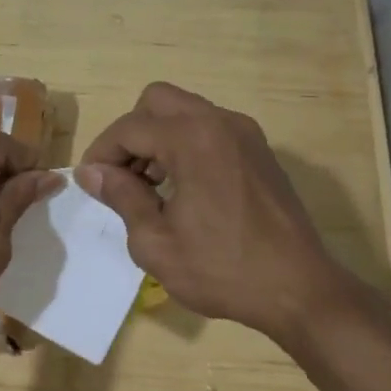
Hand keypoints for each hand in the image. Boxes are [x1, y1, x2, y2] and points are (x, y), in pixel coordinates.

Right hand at [77, 82, 380, 346]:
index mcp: (192, 139)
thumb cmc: (222, 270)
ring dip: (158, 137)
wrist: (299, 289)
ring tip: (150, 186)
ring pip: (185, 111)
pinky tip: (183, 188)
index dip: (101, 153)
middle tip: (123, 177)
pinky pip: (210, 129)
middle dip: (131, 133)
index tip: (91, 184)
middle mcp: (220, 122)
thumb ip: (121, 196)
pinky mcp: (259, 151)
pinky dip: (186, 144)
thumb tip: (91, 172)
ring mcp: (245, 134)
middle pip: (157, 101)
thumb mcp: (156, 242)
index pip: (129, 128)